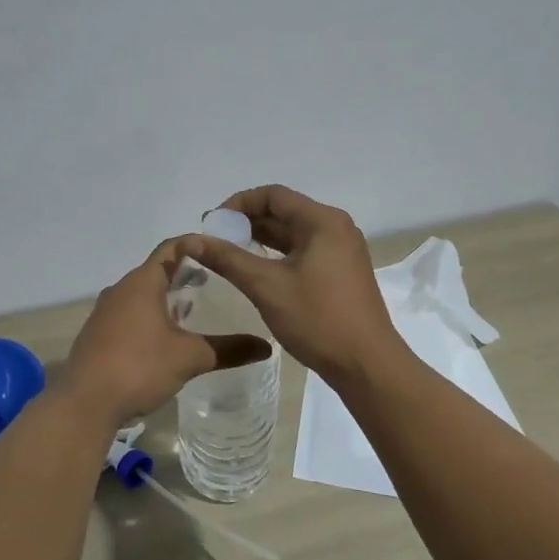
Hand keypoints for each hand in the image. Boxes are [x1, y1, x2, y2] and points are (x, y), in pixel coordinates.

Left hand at [59, 238, 271, 423]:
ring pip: (141, 294)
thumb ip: (229, 349)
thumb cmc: (139, 367)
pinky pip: (129, 313)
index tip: (220, 250)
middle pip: (155, 270)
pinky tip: (165, 337)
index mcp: (142, 283)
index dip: (196, 245)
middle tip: (215, 280)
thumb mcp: (190, 357)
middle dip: (184, 273)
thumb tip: (267, 347)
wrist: (84, 404)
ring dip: (165, 296)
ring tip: (194, 308)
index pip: (171, 248)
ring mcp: (105, 313)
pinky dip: (150, 315)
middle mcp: (120, 290)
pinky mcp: (97, 335)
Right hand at [182, 185, 404, 384]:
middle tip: (214, 240)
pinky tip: (256, 270)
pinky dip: (278, 255)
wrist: (366, 364)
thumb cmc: (317, 319)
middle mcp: (335, 228)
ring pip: (293, 233)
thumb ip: (228, 259)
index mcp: (323, 221)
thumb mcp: (266, 286)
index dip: (239, 204)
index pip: (273, 195)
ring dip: (261, 239)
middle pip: (284, 211)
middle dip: (247, 222)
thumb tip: (192, 240)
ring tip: (228, 254)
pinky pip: (304, 251)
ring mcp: (341, 250)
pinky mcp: (341, 271)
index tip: (212, 223)